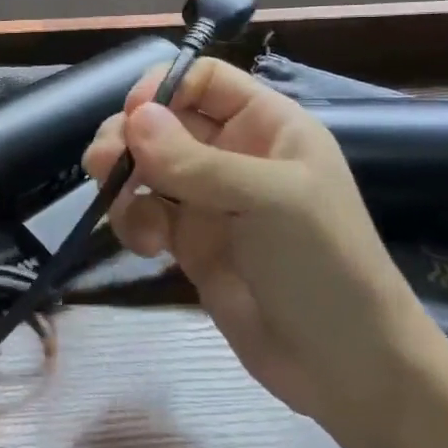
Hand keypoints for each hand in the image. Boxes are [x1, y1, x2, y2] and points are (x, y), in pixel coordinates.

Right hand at [84, 60, 443, 431]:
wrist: (344, 367)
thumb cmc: (323, 266)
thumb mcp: (268, 201)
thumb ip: (196, 160)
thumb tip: (133, 118)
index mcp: (267, 126)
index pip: (204, 80)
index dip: (164, 89)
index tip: (134, 118)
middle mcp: (233, 154)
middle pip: (162, 120)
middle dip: (128, 137)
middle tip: (103, 164)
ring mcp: (208, 199)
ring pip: (144, 166)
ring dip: (122, 180)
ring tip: (119, 207)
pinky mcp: (188, 241)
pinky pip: (144, 212)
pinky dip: (132, 222)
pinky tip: (145, 247)